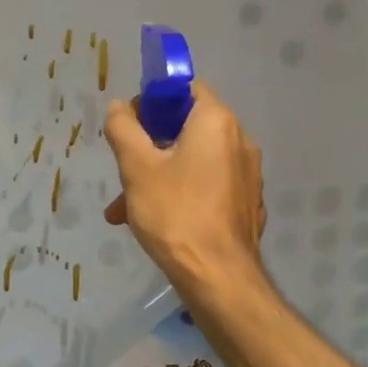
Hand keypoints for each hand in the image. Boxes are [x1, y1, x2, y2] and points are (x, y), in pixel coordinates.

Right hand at [103, 79, 266, 293]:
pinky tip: (155, 223)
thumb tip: (120, 107)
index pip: (186, 89)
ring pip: (193, 162)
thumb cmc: (175, 212)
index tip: (132, 126)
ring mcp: (247, 175)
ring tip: (124, 209)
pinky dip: (181, 195)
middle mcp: (240, 141)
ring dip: (158, 176)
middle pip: (187, 128)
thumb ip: (123, 128)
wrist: (218, 278)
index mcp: (217, 122)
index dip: (154, 101)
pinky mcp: (246, 204)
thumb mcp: (136, 167)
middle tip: (124, 171)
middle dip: (149, 147)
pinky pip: (207, 187)